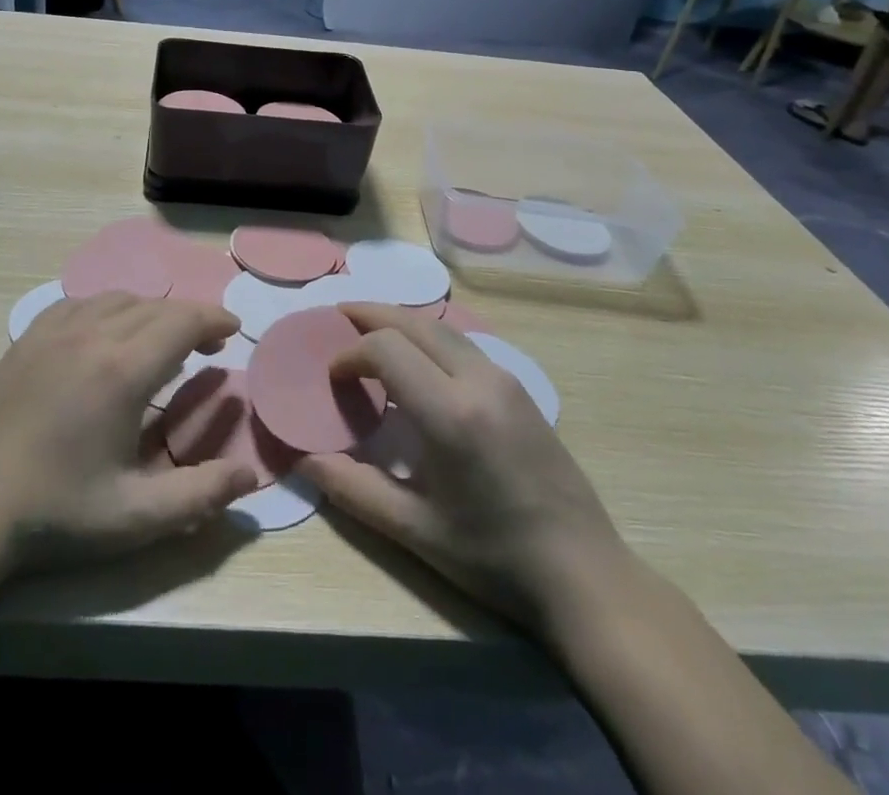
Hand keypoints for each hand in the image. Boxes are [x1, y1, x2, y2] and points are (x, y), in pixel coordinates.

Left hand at [0, 293, 257, 571]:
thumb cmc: (55, 514)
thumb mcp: (135, 517)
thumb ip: (200, 495)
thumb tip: (250, 475)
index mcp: (122, 370)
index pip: (182, 321)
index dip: (213, 319)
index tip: (233, 330)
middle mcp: (92, 334)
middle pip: (155, 306)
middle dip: (189, 318)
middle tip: (207, 345)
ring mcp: (54, 331)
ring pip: (118, 299)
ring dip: (150, 312)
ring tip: (161, 341)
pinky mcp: (27, 338)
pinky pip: (80, 303)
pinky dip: (108, 309)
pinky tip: (106, 335)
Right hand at [299, 303, 624, 630]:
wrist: (584, 574)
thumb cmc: (494, 558)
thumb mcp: (415, 531)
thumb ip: (353, 489)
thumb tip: (304, 460)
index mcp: (450, 413)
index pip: (386, 348)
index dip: (350, 353)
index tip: (332, 377)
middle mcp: (478, 380)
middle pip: (414, 322)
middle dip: (371, 314)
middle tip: (336, 317)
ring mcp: (505, 380)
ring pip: (441, 328)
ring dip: (401, 322)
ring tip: (369, 330)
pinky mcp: (520, 388)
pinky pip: (463, 344)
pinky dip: (428, 338)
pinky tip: (416, 361)